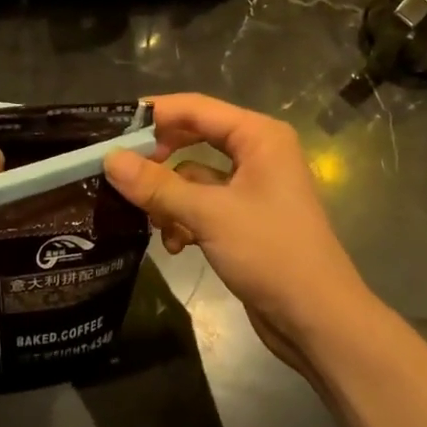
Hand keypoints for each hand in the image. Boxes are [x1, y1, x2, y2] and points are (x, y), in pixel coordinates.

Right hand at [103, 94, 374, 378]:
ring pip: (193, 178)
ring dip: (169, 199)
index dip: (154, 114)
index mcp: (259, 137)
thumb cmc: (271, 253)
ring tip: (152, 222)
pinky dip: (185, 221)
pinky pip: (203, 206)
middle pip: (193, 140)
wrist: (317, 318)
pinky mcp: (244, 220)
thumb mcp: (208, 215)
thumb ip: (157, 185)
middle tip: (120, 174)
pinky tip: (175, 245)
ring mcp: (252, 188)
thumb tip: (109, 159)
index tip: (110, 130)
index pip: (196, 108)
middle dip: (158, 161)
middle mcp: (257, 154)